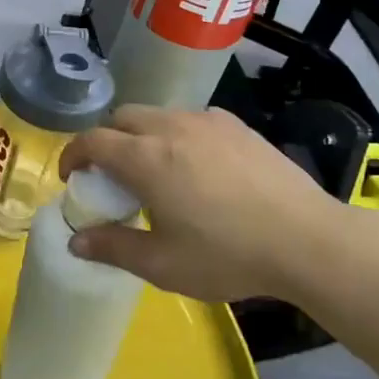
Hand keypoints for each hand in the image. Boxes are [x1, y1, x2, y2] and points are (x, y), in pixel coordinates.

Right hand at [57, 105, 348, 302]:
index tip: (72, 177)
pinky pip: (191, 119)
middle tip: (111, 175)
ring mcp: (207, 121)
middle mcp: (170, 127)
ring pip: (158, 114)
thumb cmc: (228, 255)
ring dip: (142, 135)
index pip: (91, 141)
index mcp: (145, 158)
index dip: (73, 156)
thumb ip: (113, 248)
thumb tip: (75, 241)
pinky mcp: (237, 125)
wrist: (307, 240)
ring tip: (155, 169)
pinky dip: (177, 134)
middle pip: (121, 118)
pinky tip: (197, 165)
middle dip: (106, 140)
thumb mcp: (163, 264)